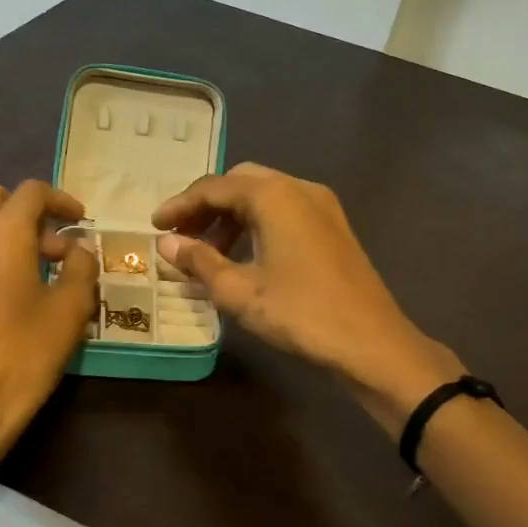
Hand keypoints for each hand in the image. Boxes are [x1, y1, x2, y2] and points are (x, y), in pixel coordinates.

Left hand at [0, 181, 98, 504]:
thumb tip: (78, 249)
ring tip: (17, 282)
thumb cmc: (26, 356)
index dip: (60, 200)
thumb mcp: (70, 311)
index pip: (32, 192)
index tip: (78, 221)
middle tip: (47, 249)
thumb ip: (81, 267)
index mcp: (3, 235)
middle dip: (22, 213)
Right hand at [153, 163, 462, 431]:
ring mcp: (322, 206)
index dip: (180, 205)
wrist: (372, 343)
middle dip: (206, 206)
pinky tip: (244, 256)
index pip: (214, 187)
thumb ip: (200, 261)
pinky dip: (257, 224)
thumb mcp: (240, 291)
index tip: (155, 226)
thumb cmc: (301, 314)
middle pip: (240, 183)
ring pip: (264, 196)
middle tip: (180, 236)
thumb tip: (167, 244)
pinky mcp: (334, 227)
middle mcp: (299, 188)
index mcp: (274, 196)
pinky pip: (284, 211)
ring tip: (208, 251)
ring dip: (231, 216)